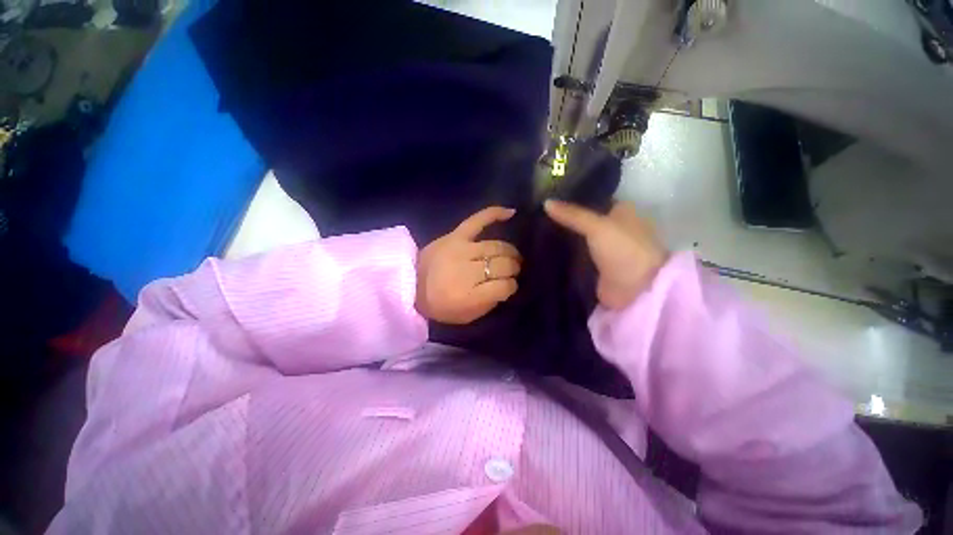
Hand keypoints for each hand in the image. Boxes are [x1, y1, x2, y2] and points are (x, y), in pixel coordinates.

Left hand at [416, 207, 521, 323]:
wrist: (409, 284)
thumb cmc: (439, 304)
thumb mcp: (466, 316)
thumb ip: (489, 303)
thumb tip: (507, 286)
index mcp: (469, 295)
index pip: (504, 287)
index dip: (511, 287)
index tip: (509, 287)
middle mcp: (467, 271)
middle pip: (503, 265)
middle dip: (513, 269)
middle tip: (513, 271)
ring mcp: (461, 249)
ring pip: (497, 246)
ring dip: (510, 252)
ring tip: (512, 256)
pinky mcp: (455, 235)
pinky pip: (478, 220)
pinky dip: (494, 214)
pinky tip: (511, 213)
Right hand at [545, 199, 667, 309]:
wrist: (636, 290)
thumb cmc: (623, 249)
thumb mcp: (597, 226)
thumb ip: (572, 214)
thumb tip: (546, 202)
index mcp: (621, 212)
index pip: (593, 199)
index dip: (573, 197)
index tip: (549, 196)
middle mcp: (612, 228)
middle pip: (583, 220)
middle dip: (564, 219)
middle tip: (538, 214)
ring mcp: (602, 249)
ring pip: (577, 238)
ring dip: (561, 237)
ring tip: (536, 229)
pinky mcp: (594, 267)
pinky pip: (574, 256)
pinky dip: (562, 254)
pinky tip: (543, 249)